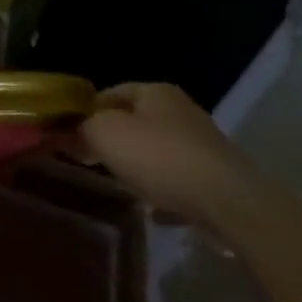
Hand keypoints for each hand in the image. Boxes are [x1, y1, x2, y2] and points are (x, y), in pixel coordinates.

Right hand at [79, 83, 264, 231]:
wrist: (230, 204)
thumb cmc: (160, 157)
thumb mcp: (104, 133)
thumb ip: (81, 128)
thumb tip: (71, 135)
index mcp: (154, 91)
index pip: (109, 93)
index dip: (86, 112)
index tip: (71, 136)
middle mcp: (181, 111)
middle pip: (134, 121)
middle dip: (113, 140)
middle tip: (92, 160)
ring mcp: (203, 145)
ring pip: (157, 151)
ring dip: (139, 166)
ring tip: (122, 185)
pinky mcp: (217, 178)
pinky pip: (180, 181)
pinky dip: (165, 191)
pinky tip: (154, 210)